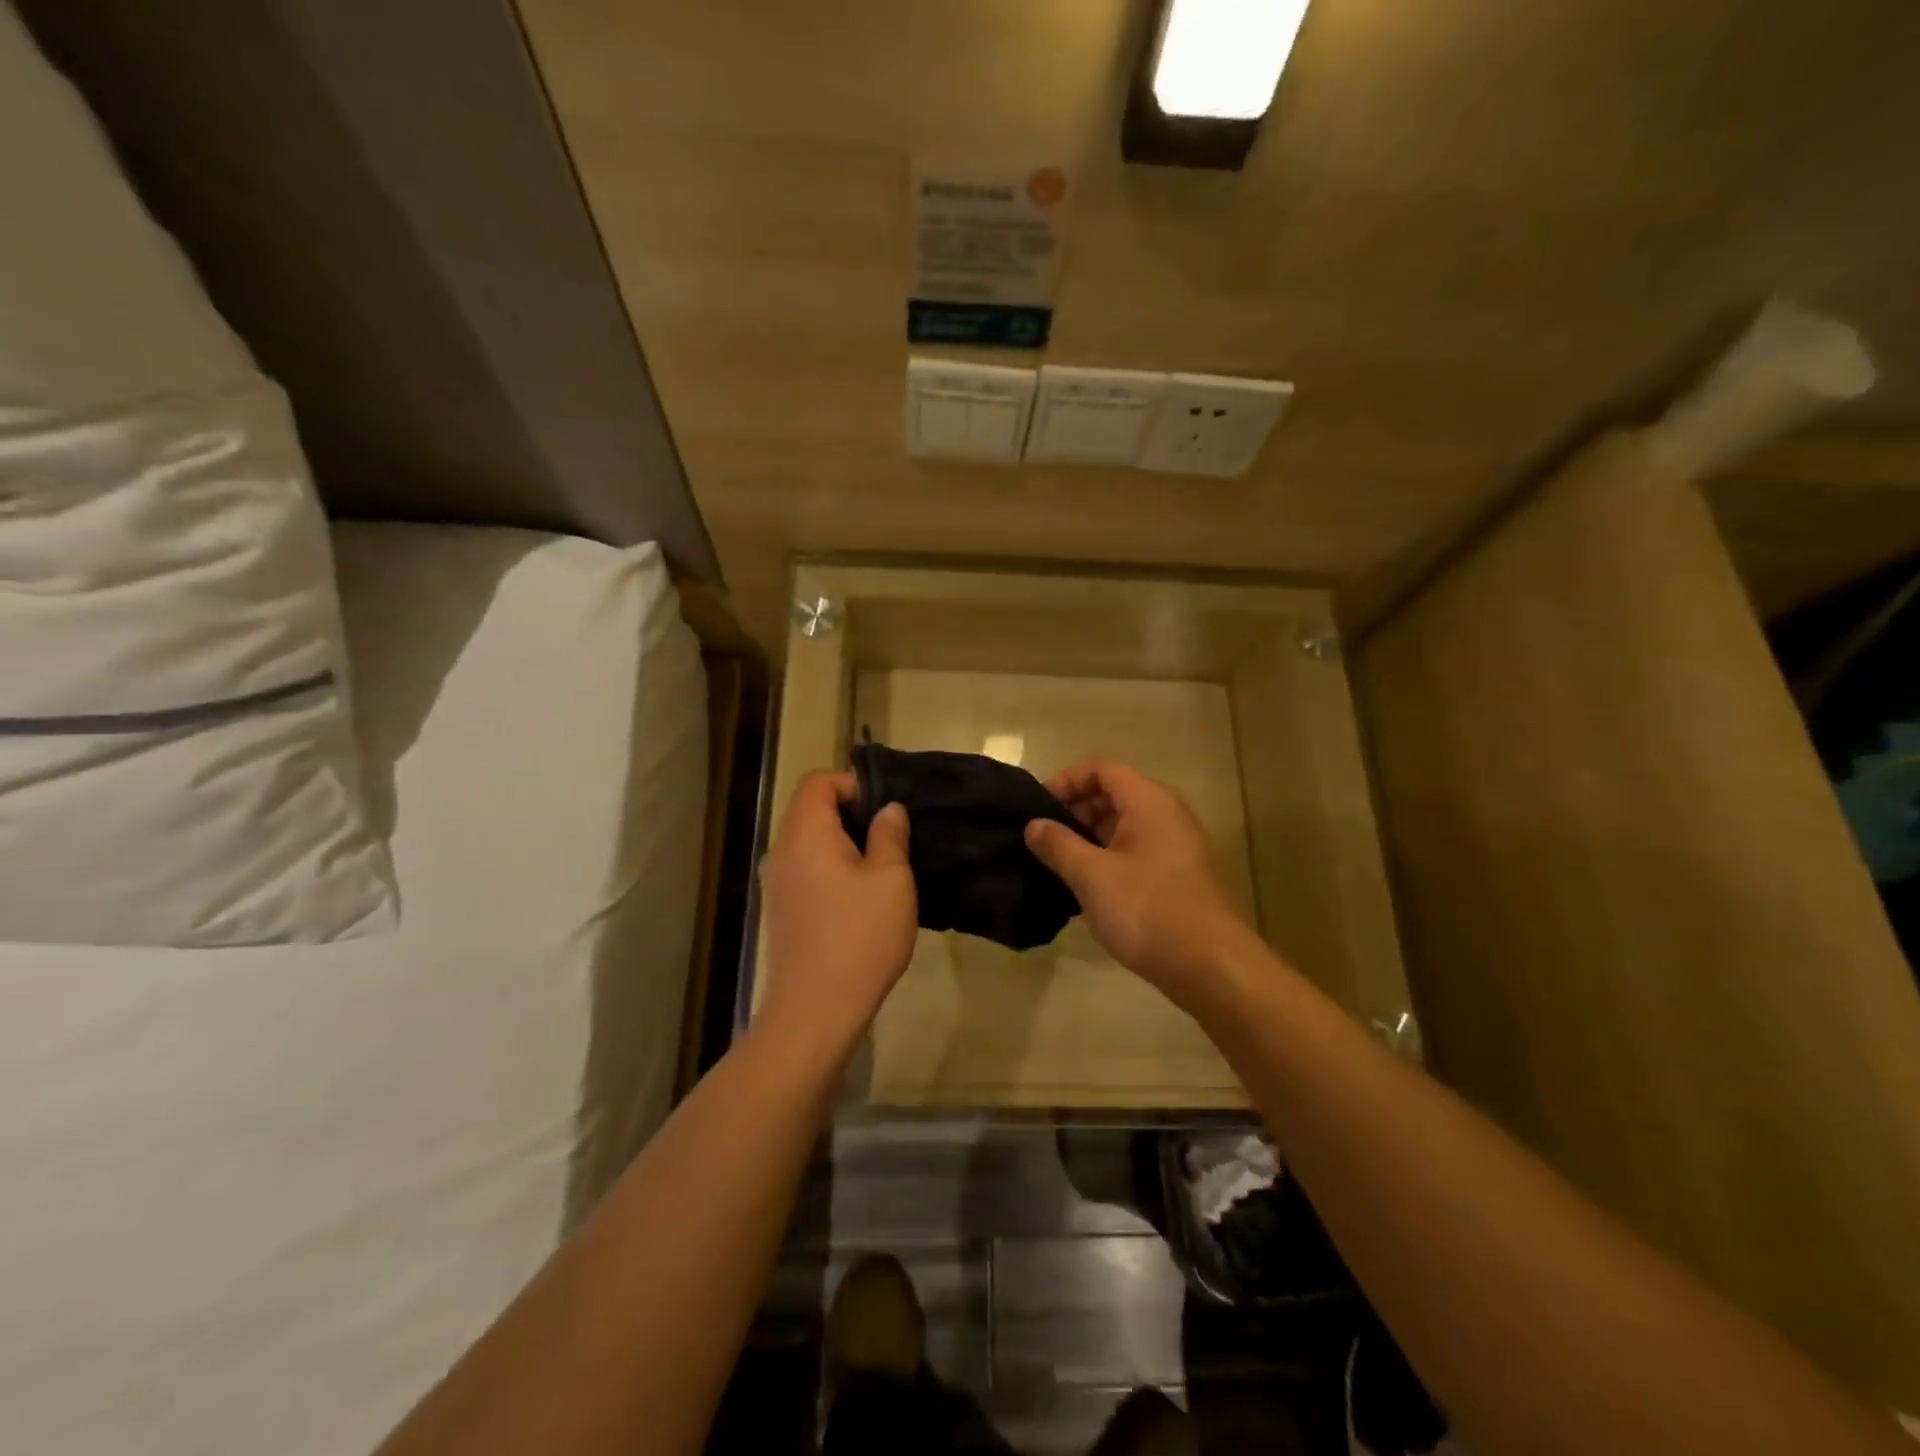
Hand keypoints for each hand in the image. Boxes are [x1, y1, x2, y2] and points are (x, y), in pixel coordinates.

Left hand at [756, 771, 916, 1059]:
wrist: (814, 1011)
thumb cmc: (859, 937)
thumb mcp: (891, 880)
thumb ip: (890, 835)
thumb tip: (888, 809)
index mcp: (805, 833)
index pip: (819, 782)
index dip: (853, 785)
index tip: (884, 813)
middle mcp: (781, 850)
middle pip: (810, 809)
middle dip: (851, 814)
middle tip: (889, 841)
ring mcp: (776, 882)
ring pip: (808, 841)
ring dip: (842, 844)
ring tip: (879, 870)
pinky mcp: (780, 910)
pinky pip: (805, 869)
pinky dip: (830, 869)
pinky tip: (858, 899)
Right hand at [1024, 761, 1257, 1006]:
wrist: (1212, 967)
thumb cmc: (1147, 909)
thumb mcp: (1091, 875)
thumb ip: (1058, 845)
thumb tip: (1033, 825)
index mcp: (1149, 802)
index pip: (1102, 769)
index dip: (1067, 781)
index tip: (1038, 808)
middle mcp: (1167, 815)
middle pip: (1114, 795)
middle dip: (1076, 811)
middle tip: (1044, 840)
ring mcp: (1177, 847)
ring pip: (1125, 827)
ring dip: (1090, 839)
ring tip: (1059, 866)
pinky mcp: (1178, 877)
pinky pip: (1136, 853)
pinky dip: (1109, 860)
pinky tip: (1088, 890)